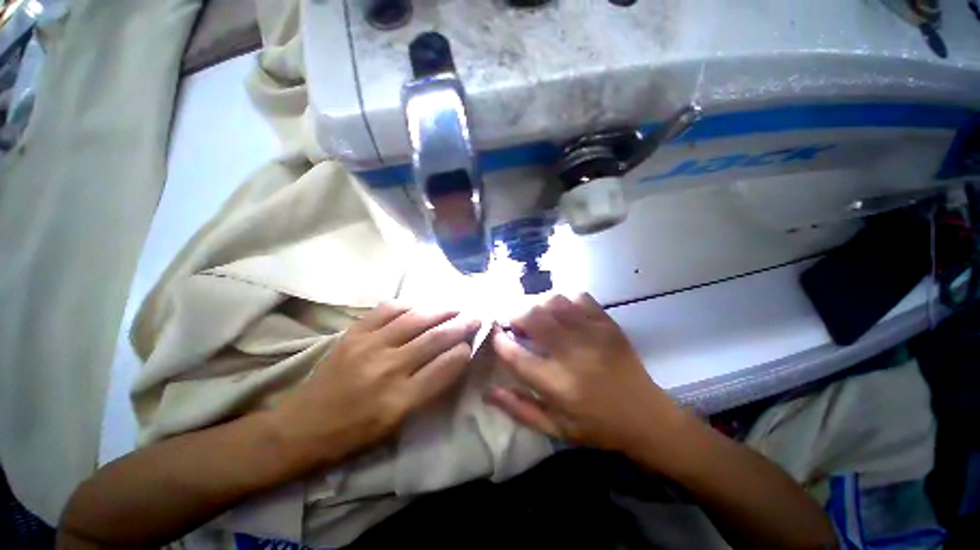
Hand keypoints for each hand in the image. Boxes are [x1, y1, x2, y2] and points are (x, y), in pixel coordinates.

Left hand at [273, 303, 478, 466]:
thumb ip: (429, 390)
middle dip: (461, 325)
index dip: (464, 351)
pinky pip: (387, 309)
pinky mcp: (354, 333)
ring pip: (416, 319)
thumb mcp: (398, 425)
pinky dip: (409, 305)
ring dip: (440, 310)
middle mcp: (388, 369)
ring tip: (454, 307)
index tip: (471, 344)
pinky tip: (419, 306)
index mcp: (400, 401)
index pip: (446, 367)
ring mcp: (369, 346)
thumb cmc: (354, 434)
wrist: (301, 426)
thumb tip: (452, 359)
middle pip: (435, 338)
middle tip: (475, 317)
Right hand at [486, 294, 688, 461]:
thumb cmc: (597, 426)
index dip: (500, 342)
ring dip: (539, 306)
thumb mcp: (555, 428)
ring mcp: (593, 333)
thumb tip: (488, 391)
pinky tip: (564, 314)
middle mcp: (573, 353)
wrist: (647, 417)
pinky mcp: (608, 324)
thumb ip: (519, 409)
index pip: (516, 355)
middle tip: (517, 325)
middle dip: (516, 316)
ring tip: (539, 318)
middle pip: (533, 317)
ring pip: (554, 301)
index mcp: (558, 384)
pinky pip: (579, 297)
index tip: (497, 336)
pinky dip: (565, 301)